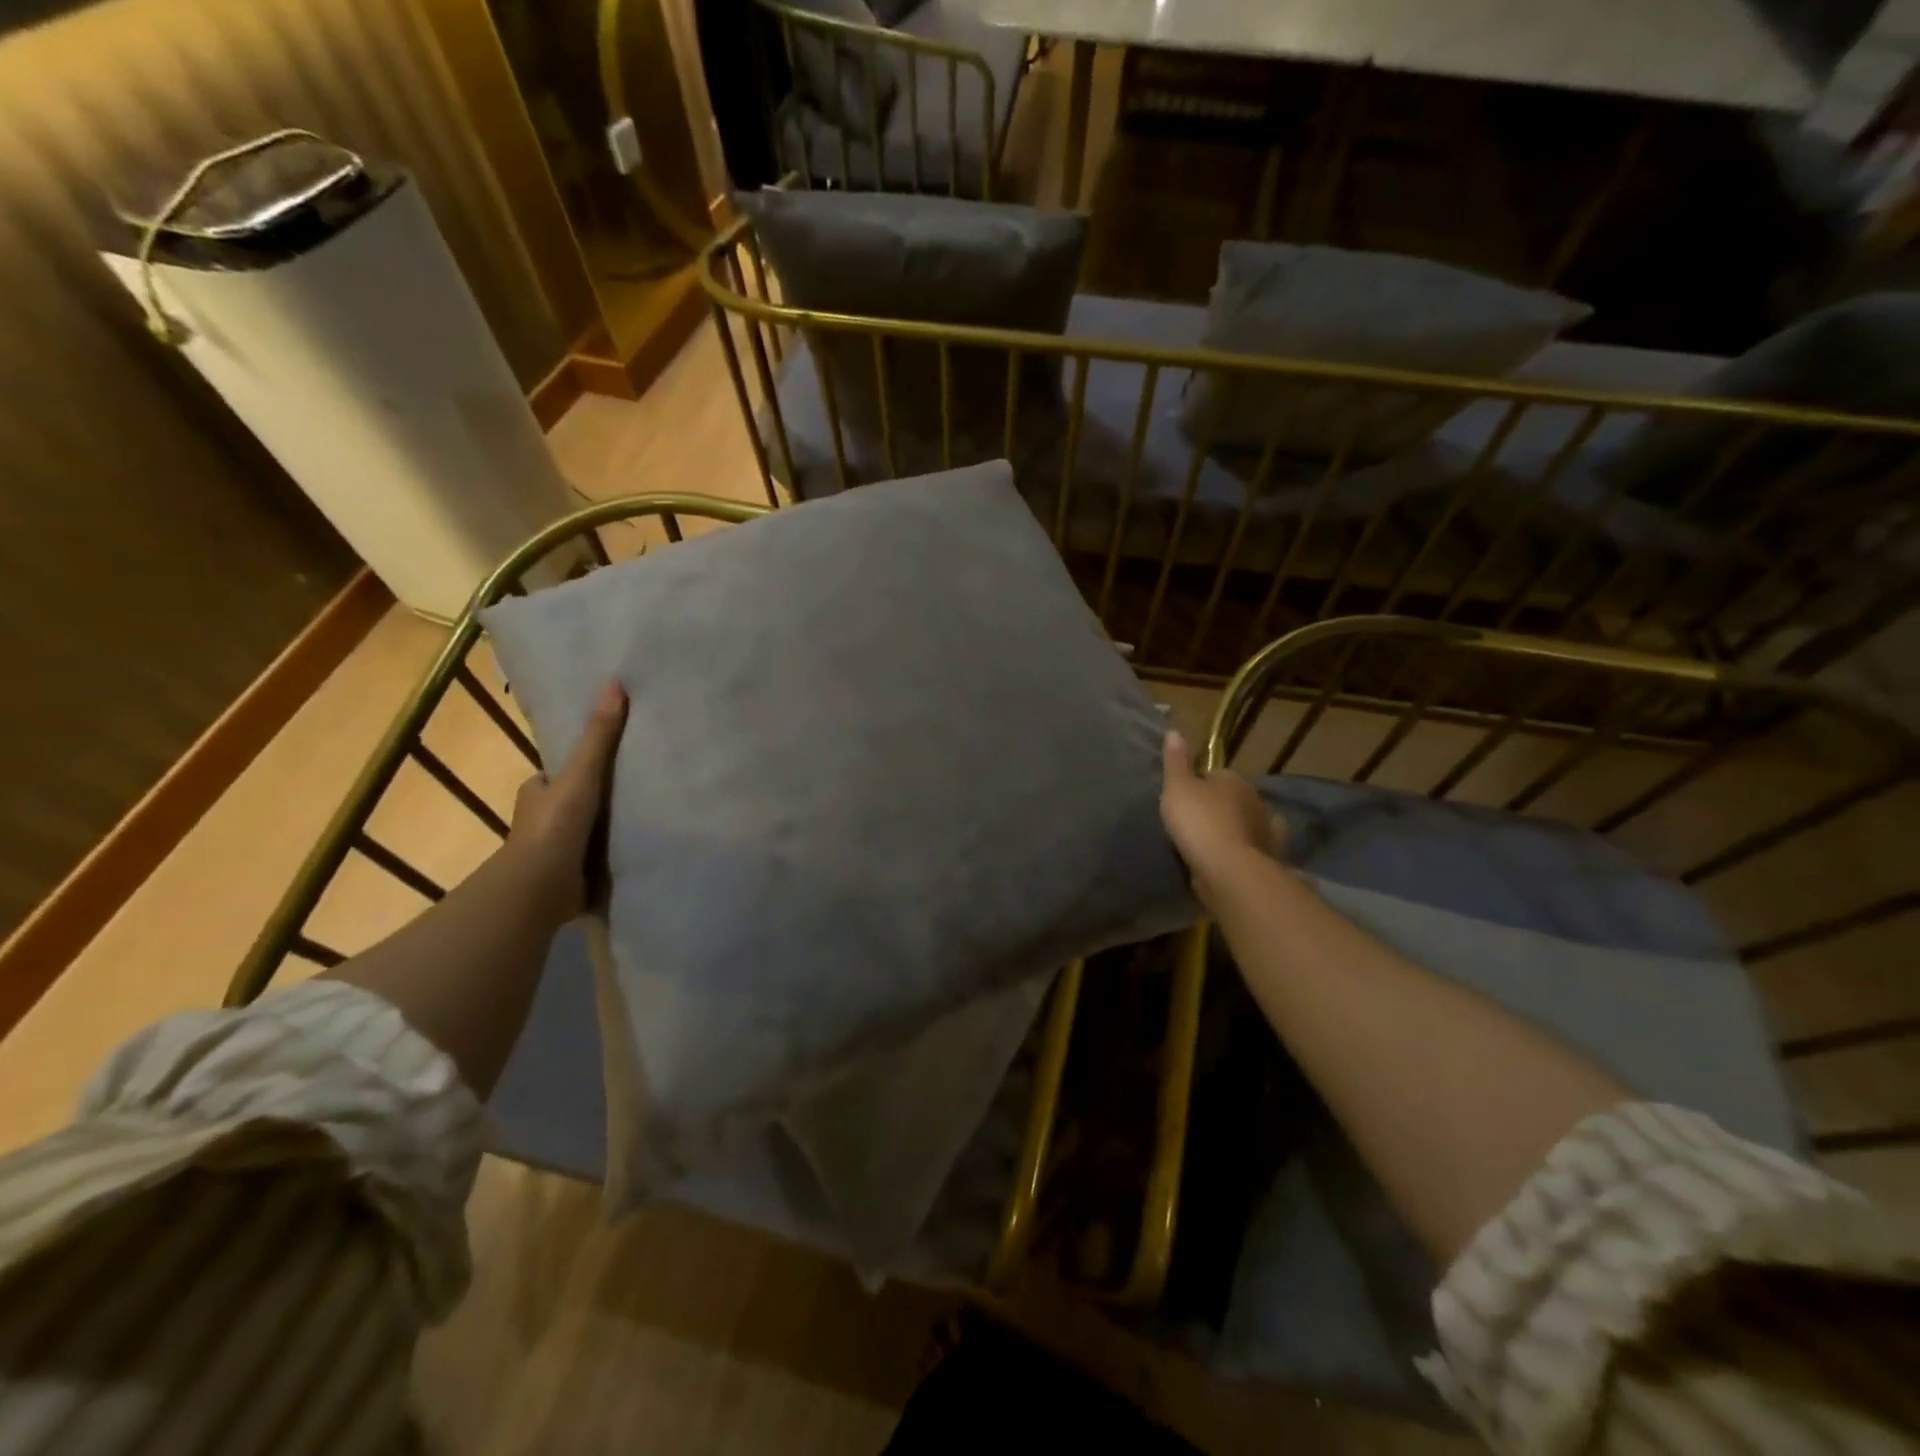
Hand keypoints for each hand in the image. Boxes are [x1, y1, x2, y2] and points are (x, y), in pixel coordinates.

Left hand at [503, 680, 627, 923]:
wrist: (539, 889)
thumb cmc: (554, 827)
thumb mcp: (581, 774)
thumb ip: (600, 736)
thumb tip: (614, 683)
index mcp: (538, 792)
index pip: (558, 772)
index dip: (580, 764)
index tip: (611, 756)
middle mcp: (545, 820)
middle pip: (576, 799)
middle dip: (599, 796)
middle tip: (641, 783)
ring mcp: (559, 851)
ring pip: (588, 829)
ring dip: (610, 826)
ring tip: (652, 813)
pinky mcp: (574, 876)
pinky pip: (599, 857)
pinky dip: (615, 853)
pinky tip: (643, 847)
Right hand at [1159, 730, 1283, 908]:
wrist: (1227, 870)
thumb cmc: (1199, 822)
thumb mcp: (1177, 787)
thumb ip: (1175, 761)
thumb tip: (1174, 731)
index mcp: (1233, 780)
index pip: (1214, 774)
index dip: (1198, 784)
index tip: (1183, 797)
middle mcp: (1254, 800)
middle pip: (1232, 797)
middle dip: (1218, 805)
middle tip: (1194, 819)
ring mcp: (1264, 830)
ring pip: (1246, 821)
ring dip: (1235, 826)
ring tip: (1213, 838)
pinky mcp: (1267, 856)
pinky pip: (1257, 846)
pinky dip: (1252, 846)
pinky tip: (1242, 852)